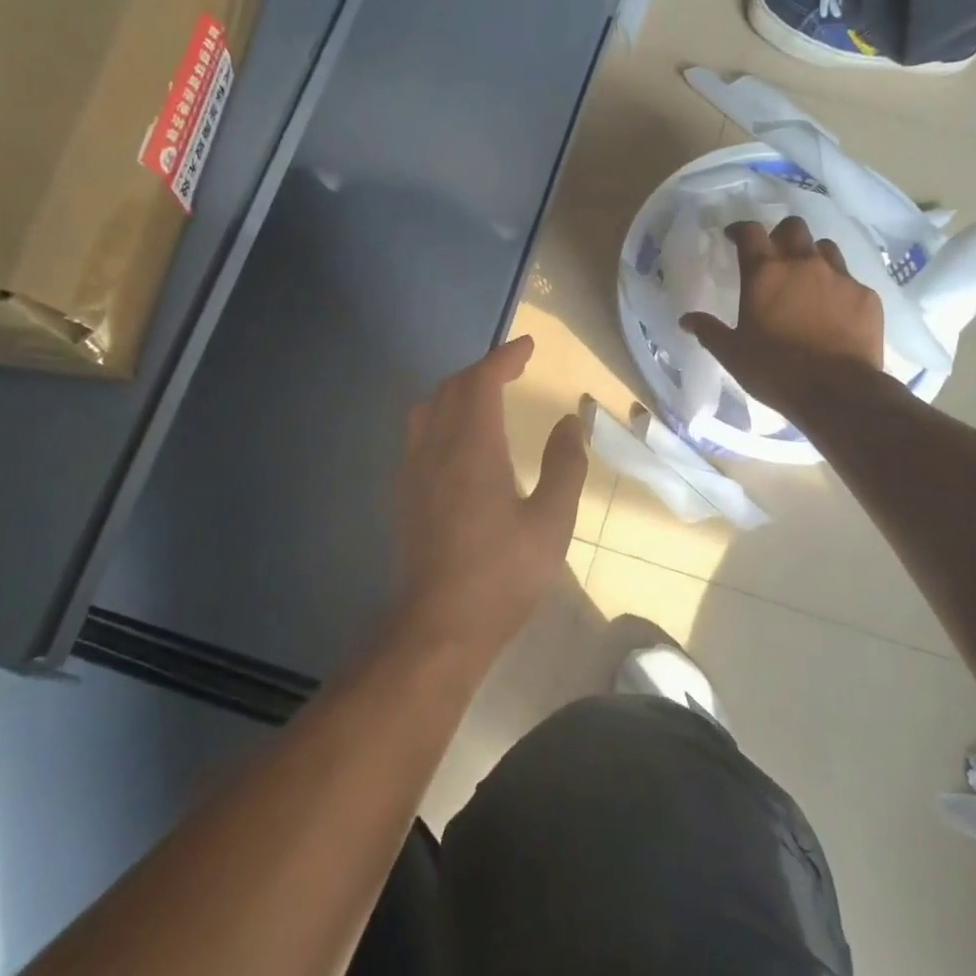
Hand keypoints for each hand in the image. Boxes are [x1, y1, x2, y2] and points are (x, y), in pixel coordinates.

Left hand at [392, 336, 587, 662]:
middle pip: (451, 388)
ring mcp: (413, 472)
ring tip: (487, 395)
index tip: (528, 346)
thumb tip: (570, 422)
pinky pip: (419, 433)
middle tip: (514, 367)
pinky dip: (443, 415)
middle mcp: (435, 449)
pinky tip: (461, 439)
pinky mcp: (404, 495)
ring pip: (428, 408)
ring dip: (458, 390)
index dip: (504, 357)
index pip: (481, 381)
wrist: (437, 629)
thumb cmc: (502, 577)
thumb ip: (565, 466)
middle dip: (483, 369)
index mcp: (472, 449)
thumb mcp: (551, 523)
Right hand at [680, 216, 883, 416]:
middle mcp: (803, 264)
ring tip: (807, 280)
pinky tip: (835, 311)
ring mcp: (840, 277)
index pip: (750, 232)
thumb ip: (709, 331)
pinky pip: (850, 281)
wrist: (838, 392)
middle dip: (781, 234)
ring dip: (813, 257)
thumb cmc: (775, 370)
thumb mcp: (732, 354)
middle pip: (794, 228)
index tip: (734, 237)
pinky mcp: (866, 296)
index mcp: (765, 273)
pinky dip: (839, 289)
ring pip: (825, 248)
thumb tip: (686, 320)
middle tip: (774, 254)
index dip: (741, 230)